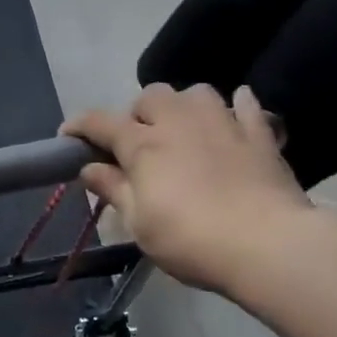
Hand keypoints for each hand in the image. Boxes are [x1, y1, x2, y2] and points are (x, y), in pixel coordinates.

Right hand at [64, 84, 312, 295]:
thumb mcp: (138, 223)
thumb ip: (113, 190)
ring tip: (184, 129)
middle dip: (138, 114)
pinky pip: (246, 105)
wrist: (268, 244)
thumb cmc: (190, 239)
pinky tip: (233, 118)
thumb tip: (89, 169)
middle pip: (151, 96)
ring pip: (197, 92)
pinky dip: (236, 107)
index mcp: (144, 145)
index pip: (100, 122)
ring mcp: (223, 123)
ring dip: (184, 105)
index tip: (67, 137)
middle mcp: (180, 122)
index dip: (79, 126)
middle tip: (138, 143)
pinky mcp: (260, 135)